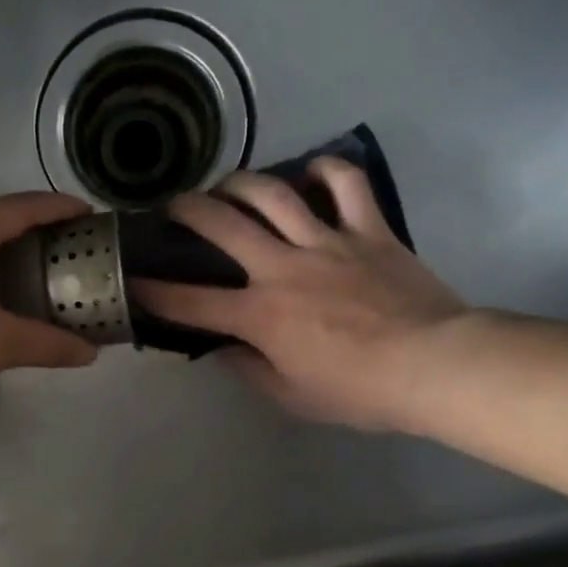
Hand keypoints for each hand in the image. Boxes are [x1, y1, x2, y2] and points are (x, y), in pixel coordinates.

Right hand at [131, 161, 466, 430]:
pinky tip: (311, 170)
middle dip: (187, 211)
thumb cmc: (358, 392)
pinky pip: (346, 185)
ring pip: (273, 194)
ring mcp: (327, 242)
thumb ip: (250, 370)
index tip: (132, 281)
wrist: (435, 366)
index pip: (190, 302)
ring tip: (226, 183)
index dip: (154, 292)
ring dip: (240, 183)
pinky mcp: (369, 230)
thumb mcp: (292, 396)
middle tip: (173, 206)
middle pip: (222, 226)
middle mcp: (282, 268)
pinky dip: (327, 169)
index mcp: (259, 315)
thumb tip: (225, 351)